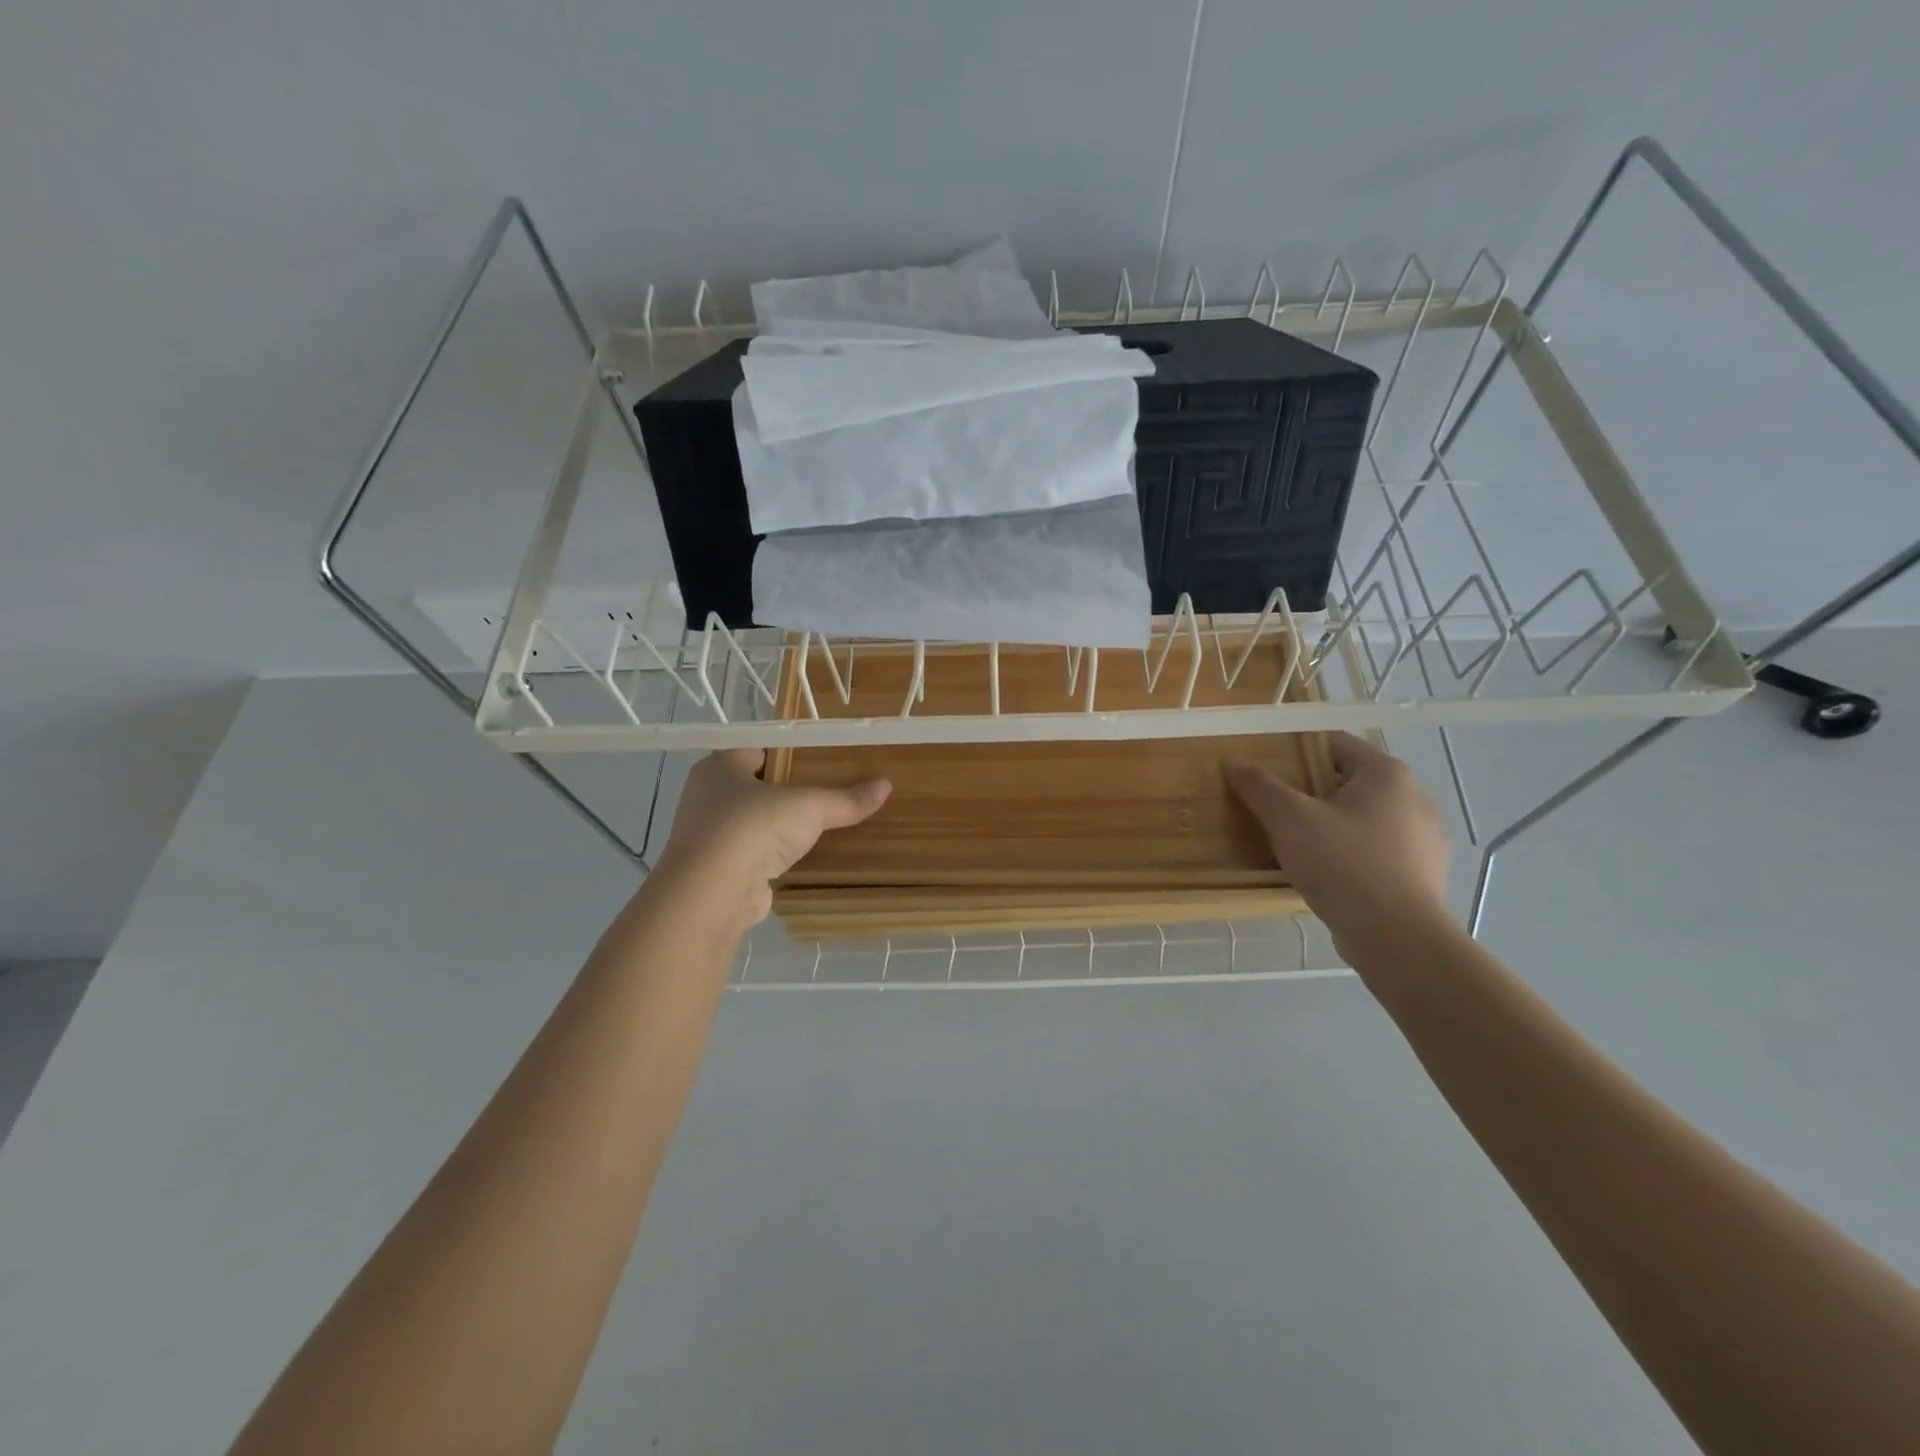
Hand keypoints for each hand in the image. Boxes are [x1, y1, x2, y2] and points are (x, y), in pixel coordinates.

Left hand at [658, 750, 889, 927]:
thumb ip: (845, 798)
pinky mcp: (717, 870)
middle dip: (789, 792)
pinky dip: (774, 856)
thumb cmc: (753, 827)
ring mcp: (708, 836)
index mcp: (720, 766)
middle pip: (757, 787)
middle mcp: (707, 796)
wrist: (712, 893)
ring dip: (781, 827)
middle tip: (829, 792)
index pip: (759, 749)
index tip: (823, 761)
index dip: (790, 753)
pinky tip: (802, 859)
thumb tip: (886, 785)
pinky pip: (753, 855)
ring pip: (754, 823)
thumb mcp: (809, 806)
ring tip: (822, 826)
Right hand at [1225, 732, 1451, 955]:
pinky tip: (1325, 872)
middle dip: (1310, 790)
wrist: (1397, 939)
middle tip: (1273, 806)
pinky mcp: (1423, 874)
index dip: (1295, 749)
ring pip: (1364, 818)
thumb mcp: (1289, 819)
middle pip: (1349, 781)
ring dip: (1331, 823)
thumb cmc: (1343, 864)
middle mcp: (1414, 797)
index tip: (1265, 767)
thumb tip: (1233, 760)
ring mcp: (1424, 839)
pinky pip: (1377, 850)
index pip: (1334, 743)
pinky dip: (1350, 853)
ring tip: (1295, 841)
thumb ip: (1260, 786)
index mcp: (1387, 774)